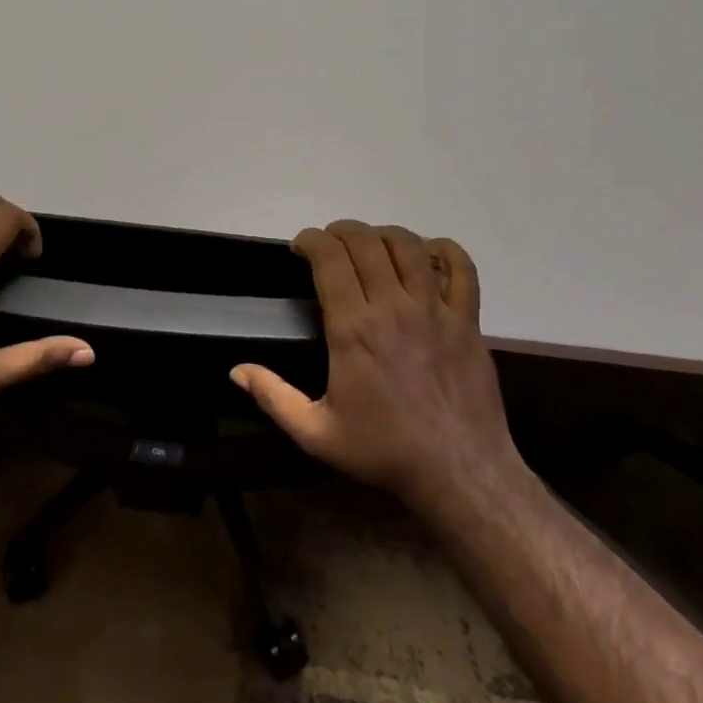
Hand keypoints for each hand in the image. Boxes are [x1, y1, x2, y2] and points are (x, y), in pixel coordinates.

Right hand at [231, 220, 522, 512]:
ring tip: (372, 244)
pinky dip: (445, 251)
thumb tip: (236, 370)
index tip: (301, 246)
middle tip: (330, 243)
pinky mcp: (467, 320)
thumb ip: (274, 397)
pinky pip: (462, 270)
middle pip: (366, 243)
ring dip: (384, 235)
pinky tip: (429, 253)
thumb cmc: (384, 451)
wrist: (459, 472)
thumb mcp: (316, 434)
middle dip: (341, 231)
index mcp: (353, 329)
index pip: (330, 259)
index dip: (311, 240)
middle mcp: (393, 308)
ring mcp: (434, 310)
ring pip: (409, 247)